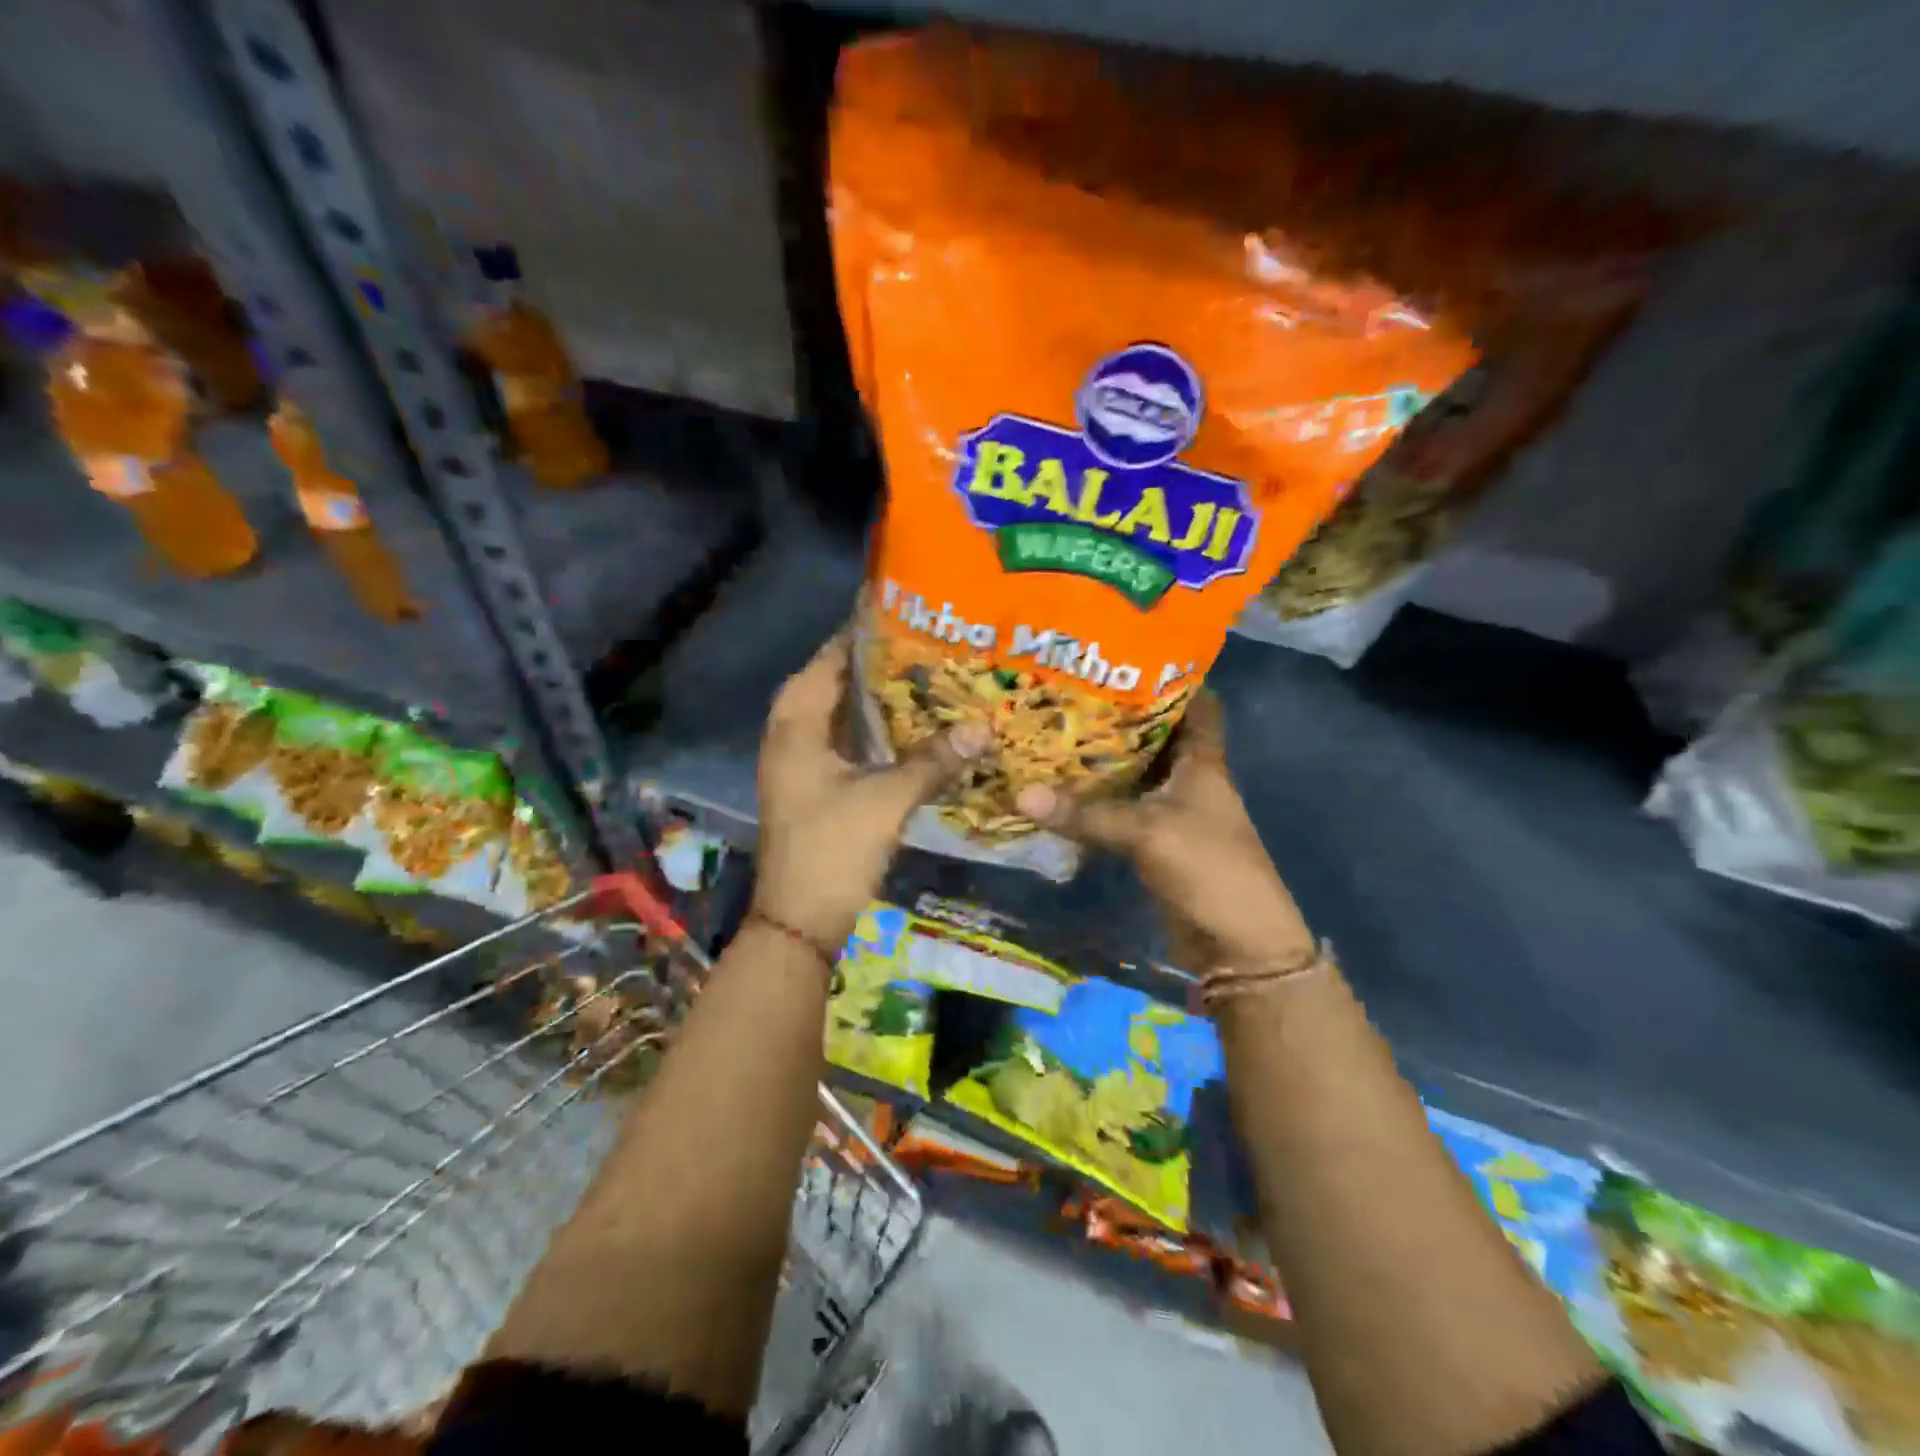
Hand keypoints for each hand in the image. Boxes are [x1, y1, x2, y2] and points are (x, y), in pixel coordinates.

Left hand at [754, 632, 988, 950]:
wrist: (800, 921)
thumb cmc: (832, 849)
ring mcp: (803, 761)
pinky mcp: (817, 784)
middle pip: (838, 681)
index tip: (911, 610)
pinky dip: (878, 730)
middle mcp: (792, 732)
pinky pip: (849, 741)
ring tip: (929, 675)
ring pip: (844, 713)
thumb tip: (984, 727)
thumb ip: (934, 760)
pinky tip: (915, 727)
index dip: (866, 632)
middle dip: (881, 664)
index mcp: (796, 722)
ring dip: (880, 698)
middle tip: (931, 643)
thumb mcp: (886, 799)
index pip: (831, 656)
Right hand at [1014, 693, 1311, 969]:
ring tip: (1056, 727)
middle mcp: (1189, 778)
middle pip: (1156, 734)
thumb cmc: (1208, 868)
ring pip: (1135, 771)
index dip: (1172, 677)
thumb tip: (1019, 794)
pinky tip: (1063, 785)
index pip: (1197, 704)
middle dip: (1119, 713)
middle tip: (1070, 690)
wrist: (1237, 943)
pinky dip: (1098, 797)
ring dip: (1104, 757)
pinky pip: (1123, 807)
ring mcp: (1173, 811)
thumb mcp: (1146, 832)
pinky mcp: (1156, 840)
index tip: (1128, 655)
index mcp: (1203, 762)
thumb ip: (1085, 813)